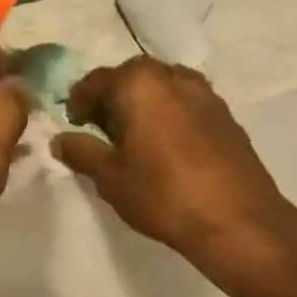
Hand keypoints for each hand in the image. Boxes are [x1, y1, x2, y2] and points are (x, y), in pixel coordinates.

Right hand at [51, 57, 296, 296]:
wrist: (237, 220)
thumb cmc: (162, 194)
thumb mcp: (110, 177)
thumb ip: (82, 152)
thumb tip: (60, 140)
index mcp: (139, 84)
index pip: (96, 81)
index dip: (78, 101)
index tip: (73, 125)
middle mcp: (172, 77)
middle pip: (131, 77)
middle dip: (111, 99)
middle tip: (100, 130)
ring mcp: (205, 93)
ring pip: (162, 87)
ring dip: (142, 104)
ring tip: (133, 137)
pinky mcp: (226, 115)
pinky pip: (185, 103)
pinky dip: (168, 114)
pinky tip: (165, 146)